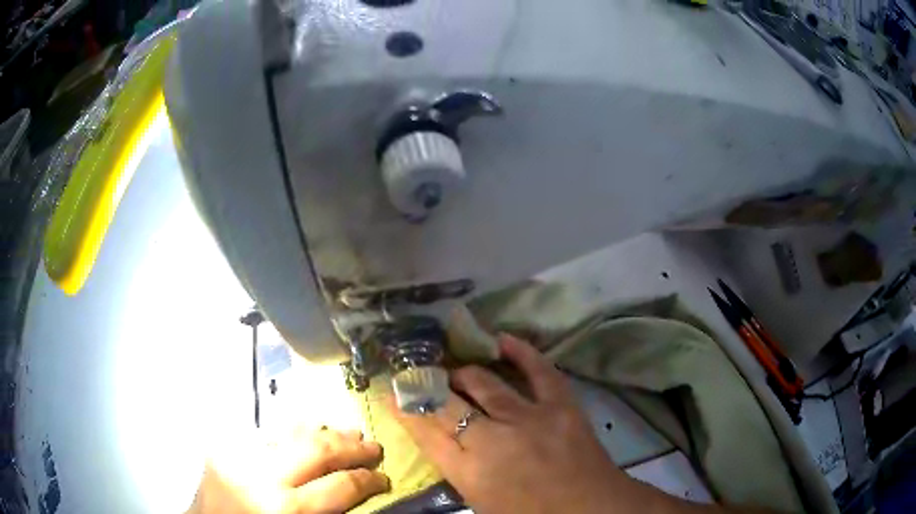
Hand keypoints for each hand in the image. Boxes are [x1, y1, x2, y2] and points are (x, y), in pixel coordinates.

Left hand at [188, 428, 389, 513]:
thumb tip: (357, 492)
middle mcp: (262, 477)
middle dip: (352, 447)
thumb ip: (327, 513)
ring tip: (348, 433)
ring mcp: (238, 456)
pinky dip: (291, 432)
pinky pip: (265, 433)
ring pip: (290, 433)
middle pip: (318, 450)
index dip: (369, 480)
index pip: (341, 486)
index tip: (383, 478)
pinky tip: (306, 432)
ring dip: (324, 433)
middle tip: (374, 447)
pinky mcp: (223, 448)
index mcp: (286, 509)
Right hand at [395, 335, 714, 513]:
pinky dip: (520, 351)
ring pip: (484, 382)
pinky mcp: (560, 405)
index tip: (391, 393)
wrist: (590, 510)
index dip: (405, 410)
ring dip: (464, 372)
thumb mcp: (481, 502)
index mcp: (470, 472)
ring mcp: (529, 418)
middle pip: (447, 403)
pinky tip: (501, 339)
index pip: (425, 432)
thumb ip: (457, 470)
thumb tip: (440, 439)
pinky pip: (538, 370)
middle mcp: (493, 440)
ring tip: (456, 370)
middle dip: (428, 386)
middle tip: (420, 376)